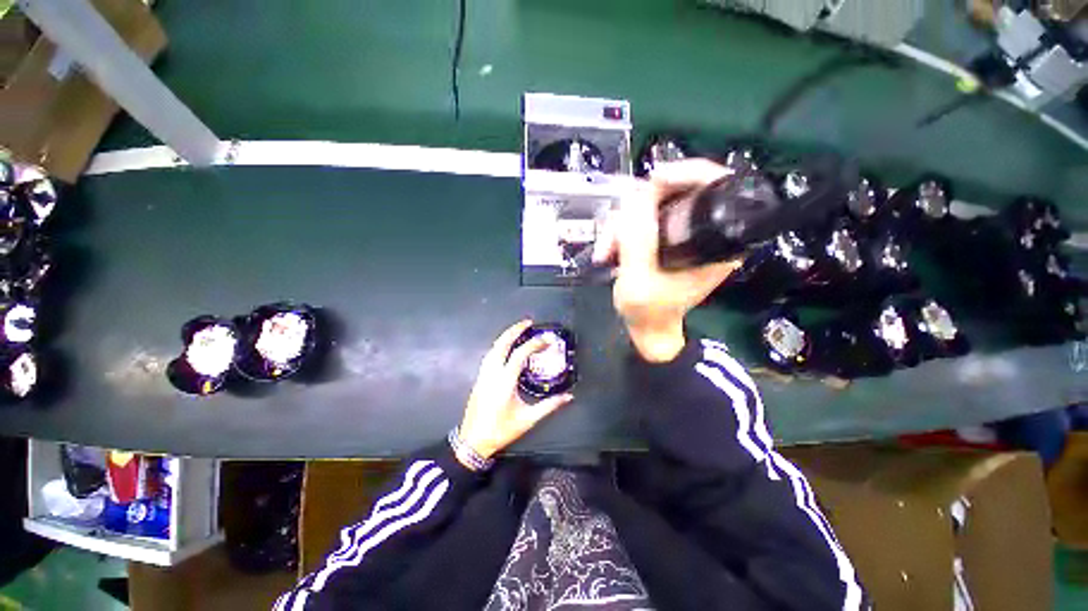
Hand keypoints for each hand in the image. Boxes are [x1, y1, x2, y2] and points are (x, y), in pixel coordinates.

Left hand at [458, 320, 573, 459]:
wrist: (474, 440)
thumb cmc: (501, 430)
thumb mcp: (528, 419)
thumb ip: (549, 406)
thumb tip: (568, 396)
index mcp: (504, 382)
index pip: (519, 355)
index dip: (534, 344)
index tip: (547, 338)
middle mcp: (491, 375)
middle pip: (501, 345)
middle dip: (514, 331)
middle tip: (528, 323)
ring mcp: (482, 377)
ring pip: (492, 350)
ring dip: (505, 338)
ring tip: (518, 332)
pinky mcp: (478, 381)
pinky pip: (488, 358)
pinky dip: (498, 348)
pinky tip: (505, 350)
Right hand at [593, 160, 743, 361]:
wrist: (649, 333)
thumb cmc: (651, 313)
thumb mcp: (639, 277)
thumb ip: (638, 234)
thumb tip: (637, 195)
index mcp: (719, 241)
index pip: (717, 183)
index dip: (688, 171)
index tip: (656, 179)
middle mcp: (709, 230)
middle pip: (679, 187)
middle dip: (641, 205)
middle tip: (619, 231)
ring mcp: (689, 230)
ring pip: (657, 200)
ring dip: (626, 220)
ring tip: (609, 249)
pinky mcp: (673, 233)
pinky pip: (649, 212)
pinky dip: (626, 226)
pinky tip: (612, 248)